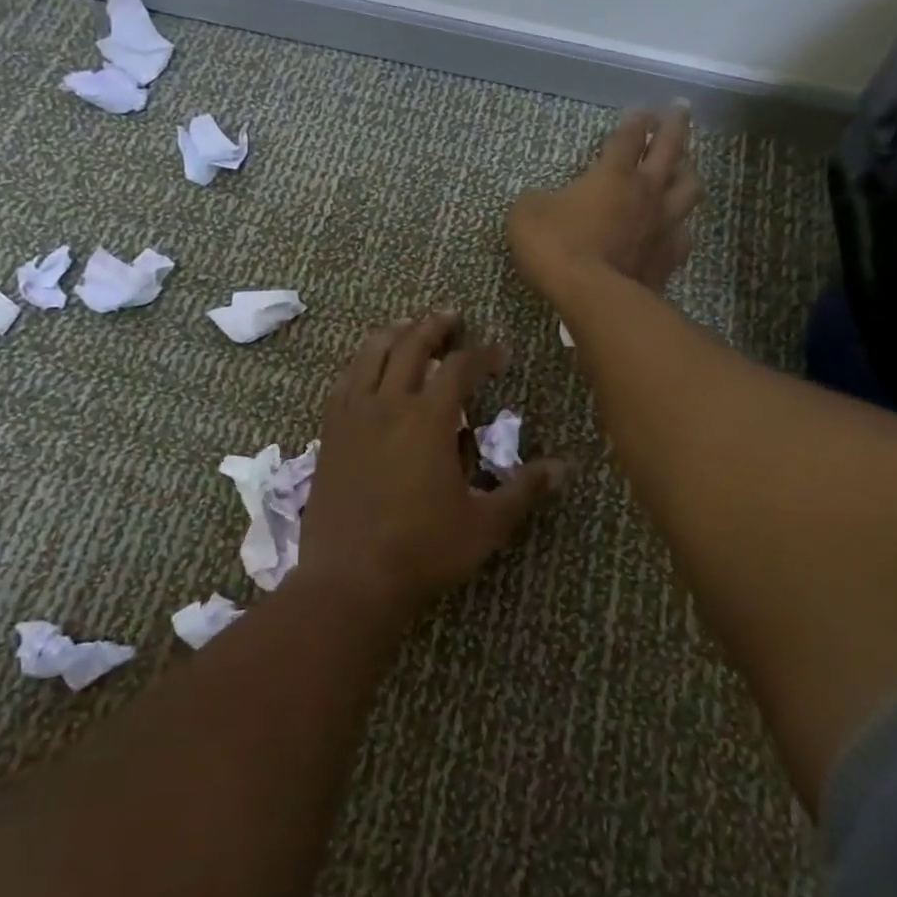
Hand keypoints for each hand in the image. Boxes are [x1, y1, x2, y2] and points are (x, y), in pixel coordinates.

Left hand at [298, 313, 566, 619]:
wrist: (350, 579)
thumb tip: (566, 467)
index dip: (483, 355)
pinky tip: (364, 369)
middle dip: (434, 326)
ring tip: (406, 326)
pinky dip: (358, 365)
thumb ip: (524, 490)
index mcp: (428, 420)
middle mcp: (389, 405)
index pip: (460, 368)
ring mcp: (353, 417)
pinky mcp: (329, 434)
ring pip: (370, 356)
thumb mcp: (485, 524)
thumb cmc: (424, 550)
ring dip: (392, 334)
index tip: (500, 354)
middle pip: (411, 346)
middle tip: (451, 316)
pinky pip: (343, 383)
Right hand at [507, 104, 700, 299]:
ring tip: (686, 166)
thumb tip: (542, 200)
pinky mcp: (669, 257)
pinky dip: (682, 227)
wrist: (592, 296)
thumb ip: (538, 200)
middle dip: (675, 126)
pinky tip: (678, 228)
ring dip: (689, 172)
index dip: (635, 121)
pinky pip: (684, 235)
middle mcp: (646, 192)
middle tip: (680, 109)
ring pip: (689, 188)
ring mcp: (663, 225)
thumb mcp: (527, 214)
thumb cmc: (557, 247)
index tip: (640, 111)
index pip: (629, 136)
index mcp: (613, 174)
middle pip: (671, 149)